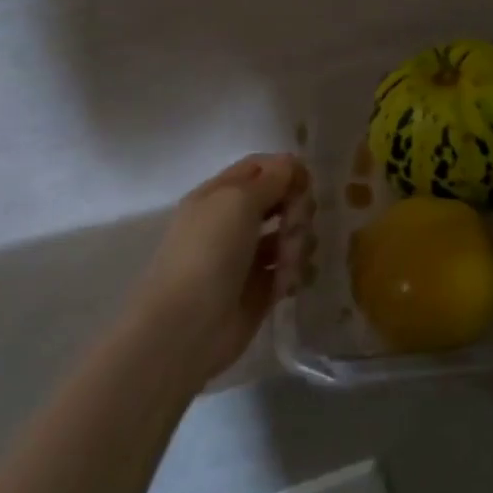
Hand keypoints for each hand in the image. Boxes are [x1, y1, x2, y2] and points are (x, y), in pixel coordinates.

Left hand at [132, 153, 312, 383]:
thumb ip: (272, 178)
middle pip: (282, 199)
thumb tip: (293, 165)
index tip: (306, 184)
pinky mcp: (261, 288)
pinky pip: (291, 268)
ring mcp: (248, 256)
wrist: (187, 326)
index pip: (261, 168)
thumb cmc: (209, 252)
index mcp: (220, 195)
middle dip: (297, 210)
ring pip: (291, 234)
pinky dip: (295, 272)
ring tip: (288, 265)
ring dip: (298, 243)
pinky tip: (288, 284)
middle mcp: (233, 222)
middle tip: (296, 226)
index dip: (287, 170)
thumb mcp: (239, 200)